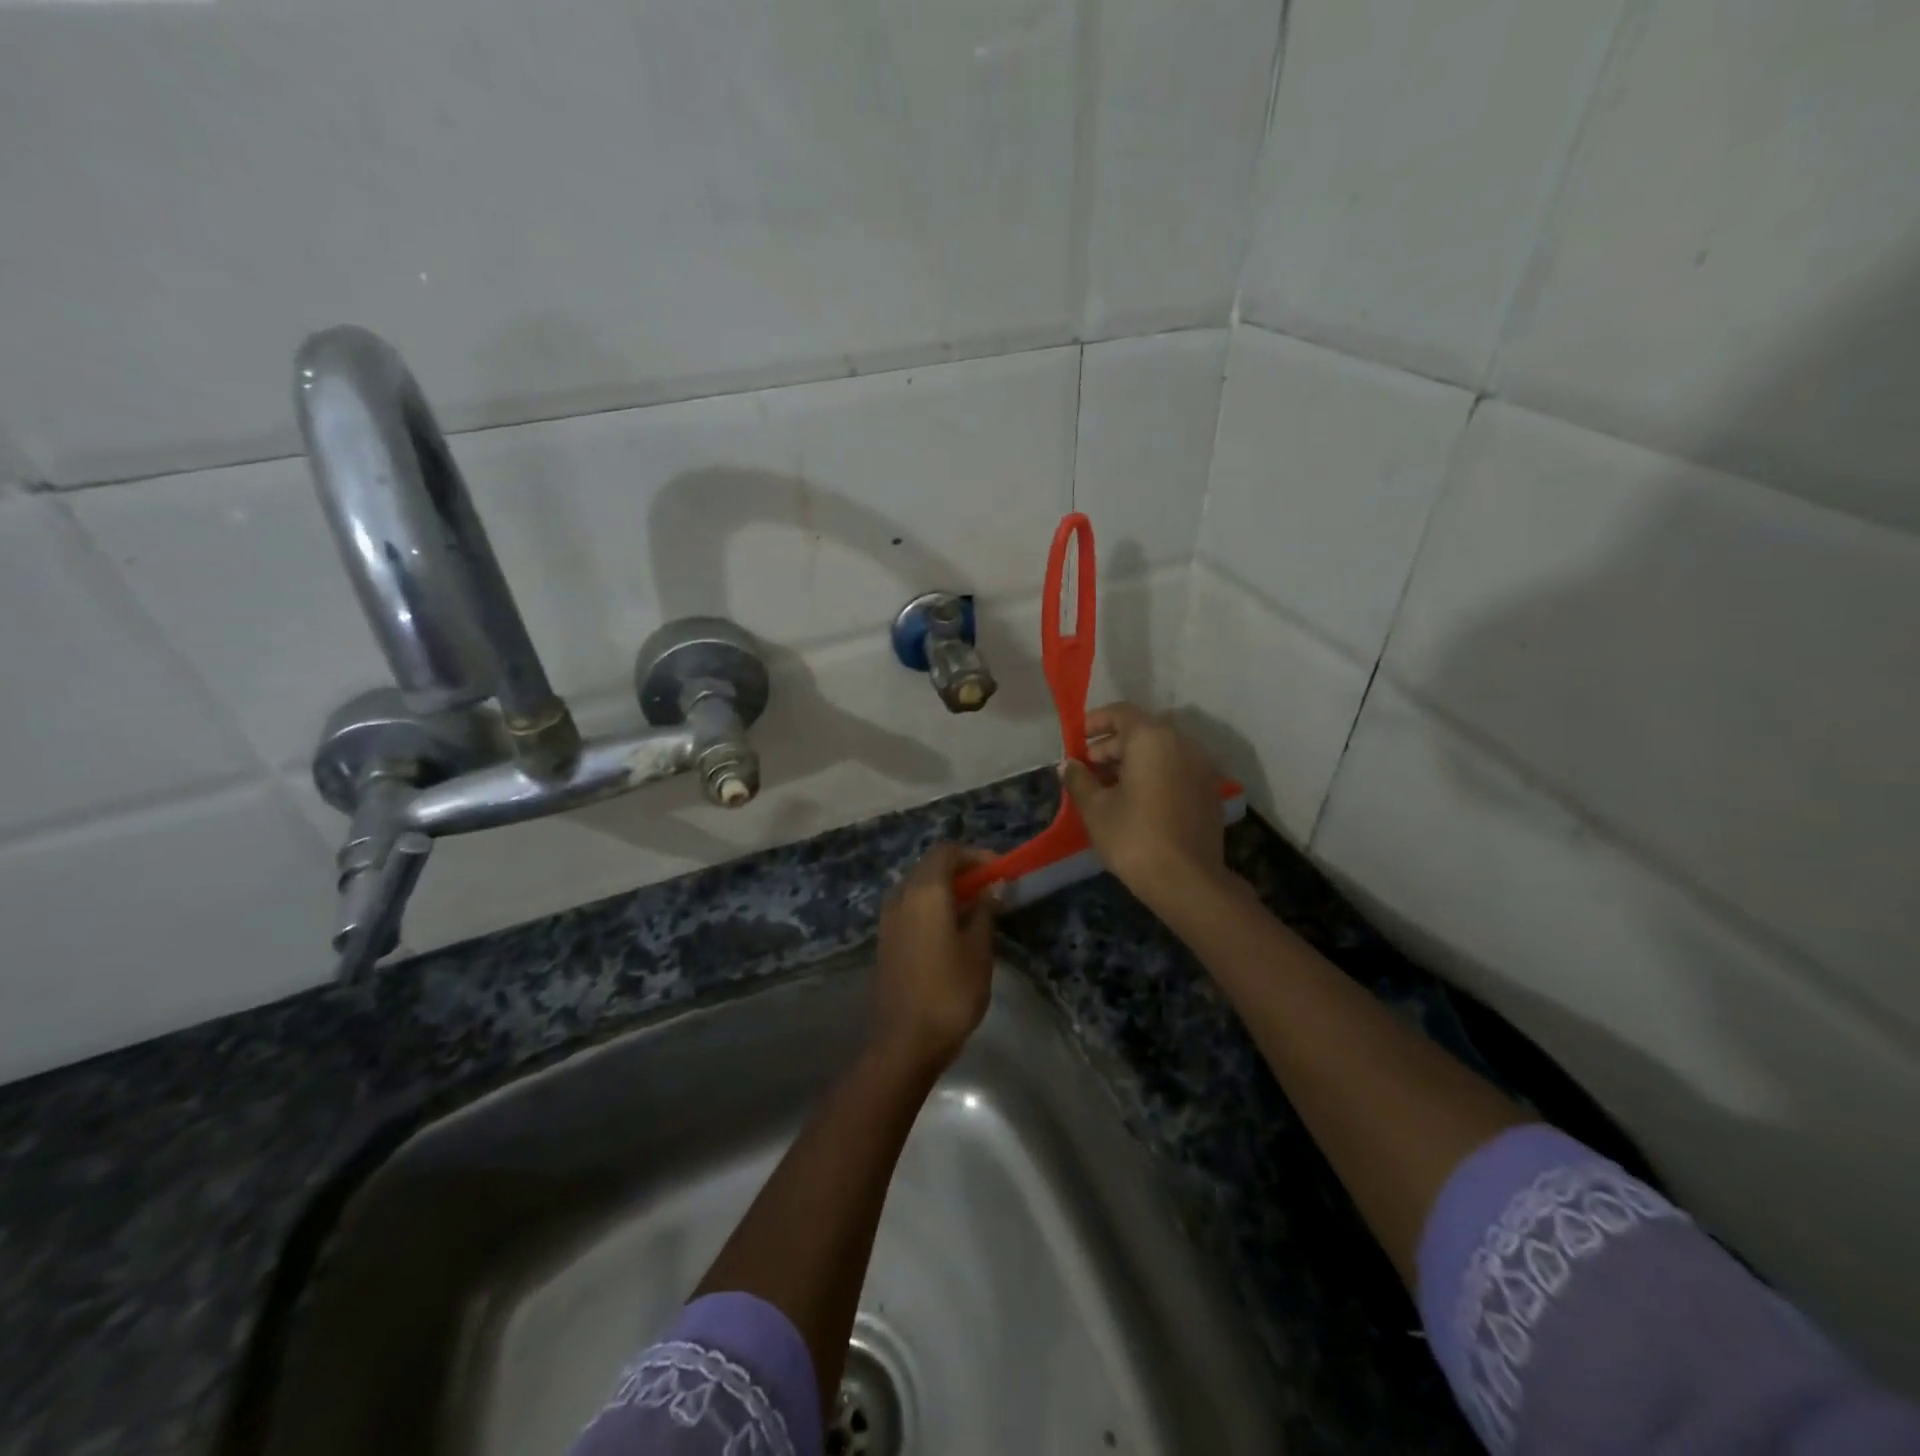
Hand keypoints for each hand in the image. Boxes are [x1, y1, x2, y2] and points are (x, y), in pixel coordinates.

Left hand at [872, 844, 998, 1069]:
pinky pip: (910, 907)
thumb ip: (985, 912)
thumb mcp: (979, 950)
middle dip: (962, 871)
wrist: (905, 1041)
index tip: (1000, 871)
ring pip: (918, 887)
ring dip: (946, 889)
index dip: (975, 855)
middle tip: (992, 888)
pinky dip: (932, 906)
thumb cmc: (950, 992)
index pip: (947, 852)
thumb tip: (992, 888)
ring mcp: (888, 918)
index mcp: (924, 892)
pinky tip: (953, 929)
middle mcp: (901, 896)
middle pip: (930, 866)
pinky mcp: (885, 939)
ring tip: (976, 909)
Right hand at [1060, 702, 1231, 913]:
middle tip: (1086, 769)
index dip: (1094, 722)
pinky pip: (1175, 770)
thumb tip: (1068, 765)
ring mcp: (1201, 767)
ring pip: (1160, 752)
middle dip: (1110, 746)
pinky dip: (1153, 775)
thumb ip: (1078, 779)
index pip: (1121, 713)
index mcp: (1152, 738)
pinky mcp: (1208, 791)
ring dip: (1131, 762)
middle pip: (1141, 731)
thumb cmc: (1133, 837)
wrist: (1187, 881)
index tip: (1076, 740)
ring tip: (1105, 788)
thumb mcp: (1095, 808)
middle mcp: (1182, 743)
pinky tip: (1133, 801)